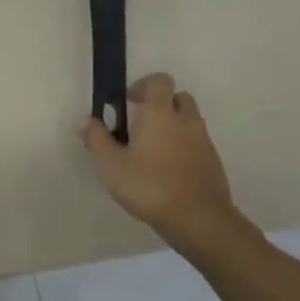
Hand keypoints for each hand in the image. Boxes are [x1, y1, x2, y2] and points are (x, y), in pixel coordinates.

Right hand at [80, 73, 251, 258]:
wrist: (198, 219)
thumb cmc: (149, 187)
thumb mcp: (111, 165)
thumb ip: (97, 139)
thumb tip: (86, 120)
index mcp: (159, 113)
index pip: (158, 80)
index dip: (142, 86)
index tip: (126, 104)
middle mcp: (185, 120)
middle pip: (177, 97)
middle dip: (159, 104)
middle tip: (139, 126)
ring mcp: (203, 140)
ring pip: (188, 120)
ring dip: (172, 125)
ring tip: (151, 150)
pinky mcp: (213, 160)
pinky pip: (196, 142)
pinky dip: (183, 146)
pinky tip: (167, 170)